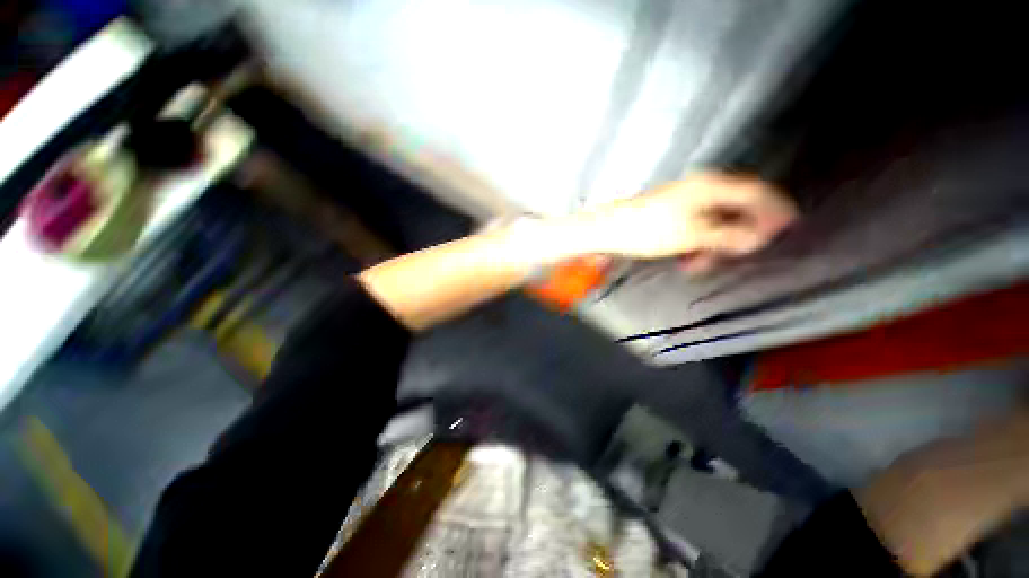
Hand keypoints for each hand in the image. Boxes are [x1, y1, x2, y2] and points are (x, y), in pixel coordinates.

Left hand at [577, 172, 797, 272]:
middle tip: (729, 257)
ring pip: (713, 223)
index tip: (789, 226)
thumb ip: (729, 235)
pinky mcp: (670, 213)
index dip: (775, 210)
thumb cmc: (647, 230)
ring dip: (711, 246)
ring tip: (696, 264)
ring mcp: (684, 200)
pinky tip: (686, 258)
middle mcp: (700, 188)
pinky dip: (695, 244)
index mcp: (710, 186)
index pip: (755, 193)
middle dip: (734, 237)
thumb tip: (759, 237)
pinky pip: (694, 228)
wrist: (607, 231)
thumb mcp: (693, 236)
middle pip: (734, 210)